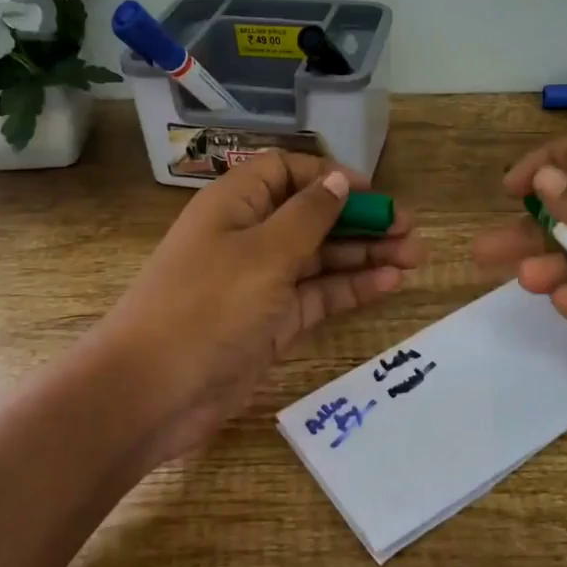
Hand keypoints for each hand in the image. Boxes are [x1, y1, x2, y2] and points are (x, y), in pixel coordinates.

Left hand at [96, 152, 421, 468]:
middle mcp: (248, 237)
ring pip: (320, 258)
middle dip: (359, 219)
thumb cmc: (206, 307)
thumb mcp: (263, 253)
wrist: (152, 394)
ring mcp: (261, 283)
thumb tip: (338, 179)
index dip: (328, 176)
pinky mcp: (271, 323)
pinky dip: (351, 288)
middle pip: (311, 216)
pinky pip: (317, 296)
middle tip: (410, 229)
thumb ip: (308, 215)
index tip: (372, 193)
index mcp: (234, 205)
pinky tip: (390, 283)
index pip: (286, 172)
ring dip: (364, 255)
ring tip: (414, 256)